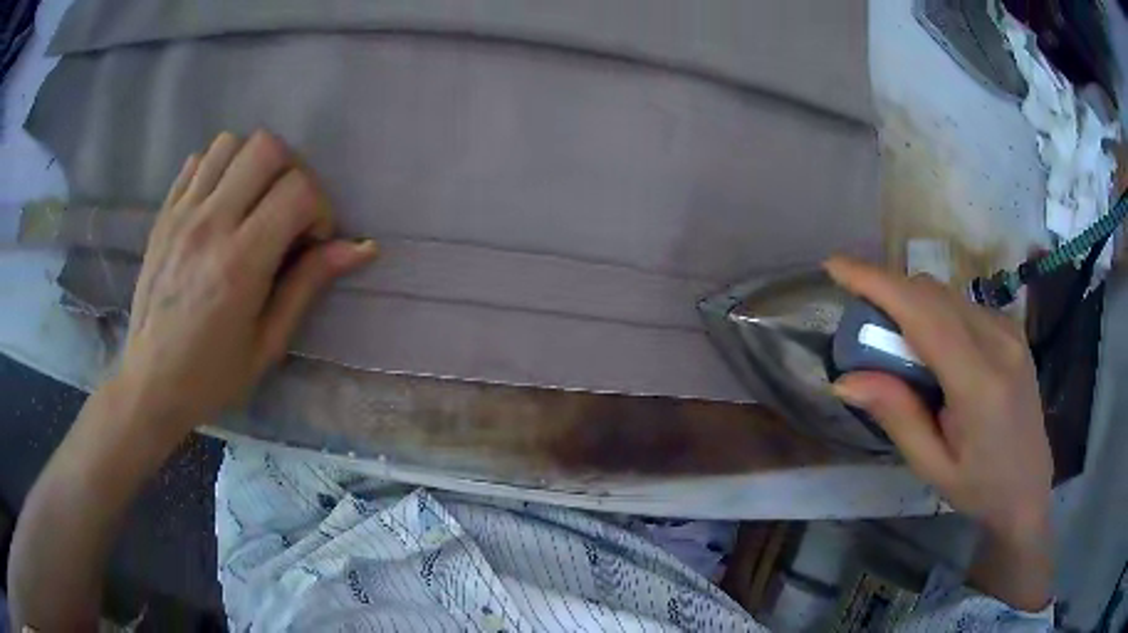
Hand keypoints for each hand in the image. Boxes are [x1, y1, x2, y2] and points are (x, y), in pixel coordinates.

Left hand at [117, 131, 376, 433]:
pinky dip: (218, 168)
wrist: (151, 383)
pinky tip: (221, 201)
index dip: (320, 208)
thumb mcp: (268, 343)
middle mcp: (210, 225)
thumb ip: (309, 284)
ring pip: (230, 143)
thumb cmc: (212, 375)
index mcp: (240, 263)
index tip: (312, 241)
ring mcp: (182, 214)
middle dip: (292, 172)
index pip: (298, 190)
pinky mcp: (164, 214)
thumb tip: (361, 248)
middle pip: (267, 148)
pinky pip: (197, 161)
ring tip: (254, 201)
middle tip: (287, 212)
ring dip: (253, 163)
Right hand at [825, 256, 1052, 608]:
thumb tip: (846, 379)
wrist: (1029, 487)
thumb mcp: (932, 465)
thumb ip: (896, 415)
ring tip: (898, 346)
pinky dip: (936, 313)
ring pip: (947, 295)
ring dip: (912, 304)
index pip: (923, 314)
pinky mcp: (1012, 329)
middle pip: (933, 294)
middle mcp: (999, 342)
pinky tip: (934, 350)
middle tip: (864, 327)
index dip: (877, 282)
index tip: (835, 265)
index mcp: (980, 383)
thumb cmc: (980, 488)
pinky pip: (964, 305)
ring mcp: (1010, 331)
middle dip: (890, 293)